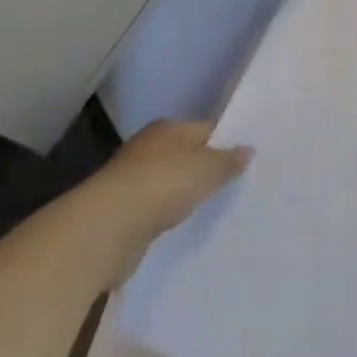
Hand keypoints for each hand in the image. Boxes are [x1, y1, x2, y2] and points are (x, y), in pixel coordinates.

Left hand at [88, 120, 250, 276]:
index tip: (244, 159)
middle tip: (231, 185)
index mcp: (167, 128)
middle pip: (185, 155)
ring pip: (168, 183)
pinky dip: (165, 216)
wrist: (108, 228)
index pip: (204, 129)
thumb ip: (228, 160)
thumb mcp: (207, 169)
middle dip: (203, 169)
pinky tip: (180, 227)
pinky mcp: (122, 212)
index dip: (225, 142)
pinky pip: (154, 209)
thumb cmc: (162, 184)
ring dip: (183, 195)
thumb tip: (248, 149)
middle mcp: (148, 147)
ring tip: (209, 209)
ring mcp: (131, 180)